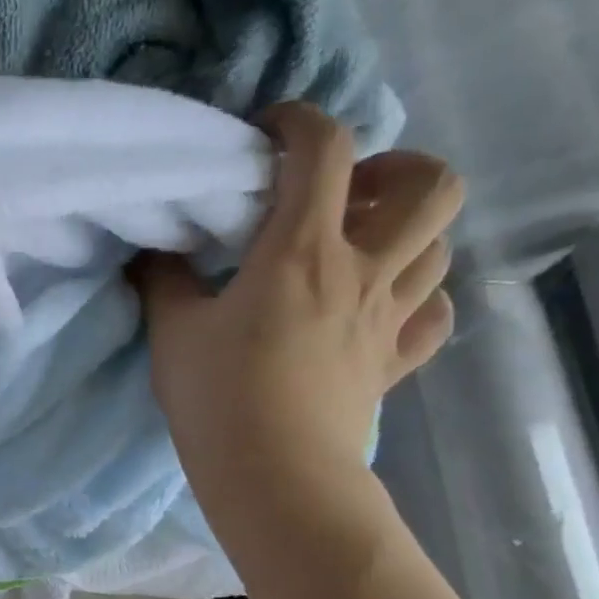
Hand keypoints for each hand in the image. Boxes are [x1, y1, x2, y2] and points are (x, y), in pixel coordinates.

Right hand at [137, 103, 462, 543]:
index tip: (268, 133)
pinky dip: (419, 299)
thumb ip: (165, 281)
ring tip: (362, 247)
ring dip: (409, 232)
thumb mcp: (173, 333)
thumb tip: (156, 251)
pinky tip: (384, 308)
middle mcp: (363, 270)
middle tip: (347, 194)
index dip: (299, 122)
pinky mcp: (395, 363)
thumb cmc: (218, 399)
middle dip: (397, 168)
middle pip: (432, 184)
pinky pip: (434, 315)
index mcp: (302, 250)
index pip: (323, 149)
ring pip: (441, 246)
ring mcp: (389, 318)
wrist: (274, 476)